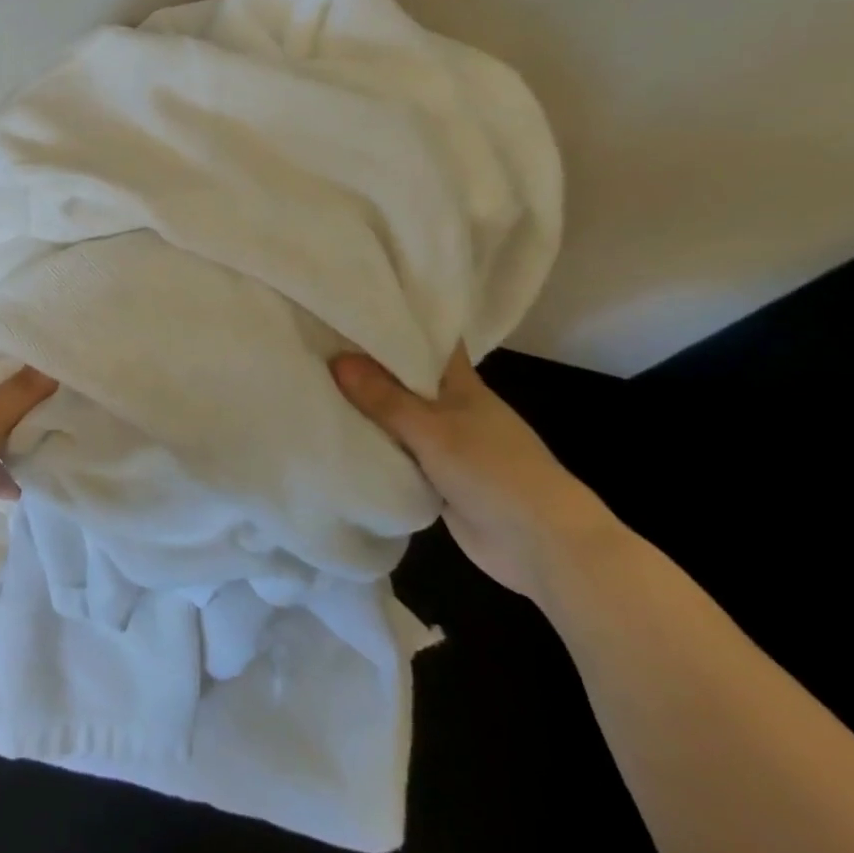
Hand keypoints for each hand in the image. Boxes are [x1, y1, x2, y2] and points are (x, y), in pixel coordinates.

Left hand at [0, 304, 55, 582]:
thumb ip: (24, 390)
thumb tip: (61, 357)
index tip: (4, 284)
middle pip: (3, 377)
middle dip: (29, 363)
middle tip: (68, 340)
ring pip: (15, 419)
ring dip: (39, 412)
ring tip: (81, 393)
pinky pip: (18, 462)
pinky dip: (36, 461)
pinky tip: (66, 453)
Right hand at [329, 344, 619, 600]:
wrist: (540, 545)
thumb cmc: (493, 471)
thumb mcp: (432, 430)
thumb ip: (384, 398)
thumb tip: (336, 359)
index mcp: (461, 384)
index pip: (429, 341)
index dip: (398, 322)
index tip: (356, 306)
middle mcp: (451, 407)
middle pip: (405, 378)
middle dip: (367, 365)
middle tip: (317, 343)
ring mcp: (444, 444)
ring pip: (397, 417)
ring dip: (366, 409)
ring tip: (313, 382)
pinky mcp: (436, 477)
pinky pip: (396, 453)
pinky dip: (373, 445)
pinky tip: (335, 434)